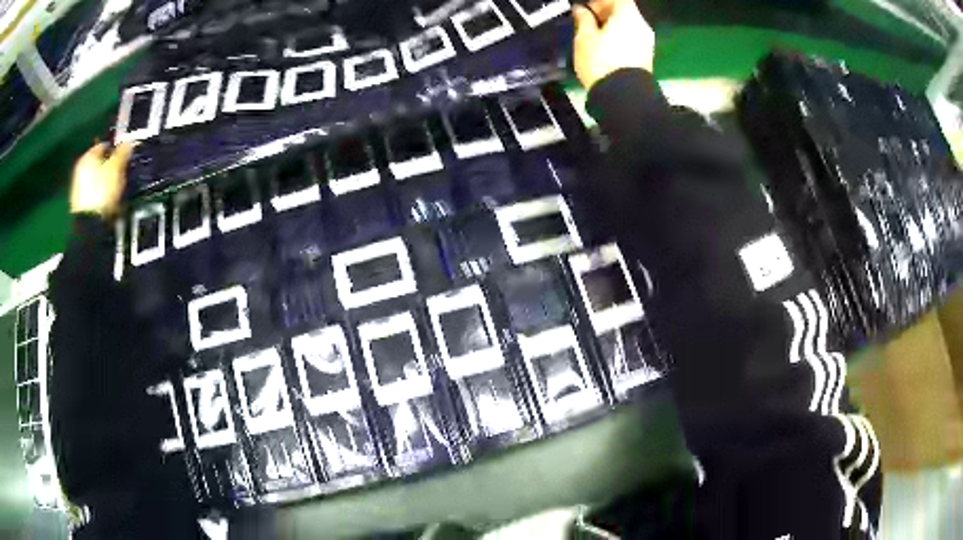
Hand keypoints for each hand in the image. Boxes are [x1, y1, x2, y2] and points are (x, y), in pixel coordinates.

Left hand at [70, 142, 132, 217]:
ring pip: (96, 177)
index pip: (105, 144)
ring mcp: (78, 187)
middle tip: (120, 172)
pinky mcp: (80, 203)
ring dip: (106, 180)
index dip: (116, 148)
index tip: (124, 156)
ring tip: (115, 188)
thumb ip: (122, 152)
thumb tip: (127, 143)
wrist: (89, 223)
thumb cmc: (102, 190)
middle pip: (99, 162)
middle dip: (110, 166)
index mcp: (88, 155)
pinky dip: (100, 193)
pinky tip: (107, 200)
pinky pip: (93, 192)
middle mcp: (81, 168)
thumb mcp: (116, 167)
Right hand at [572, 0, 654, 90]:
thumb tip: (581, 11)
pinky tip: (605, 48)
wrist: (623, 97)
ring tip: (594, 36)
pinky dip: (619, 39)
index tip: (587, 7)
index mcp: (628, 16)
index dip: (600, 1)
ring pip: (628, 27)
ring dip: (612, 27)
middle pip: (625, 11)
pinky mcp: (646, 58)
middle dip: (606, 13)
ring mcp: (647, 43)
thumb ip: (583, 20)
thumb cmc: (601, 63)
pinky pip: (631, 40)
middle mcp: (642, 26)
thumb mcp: (584, 38)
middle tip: (587, 20)